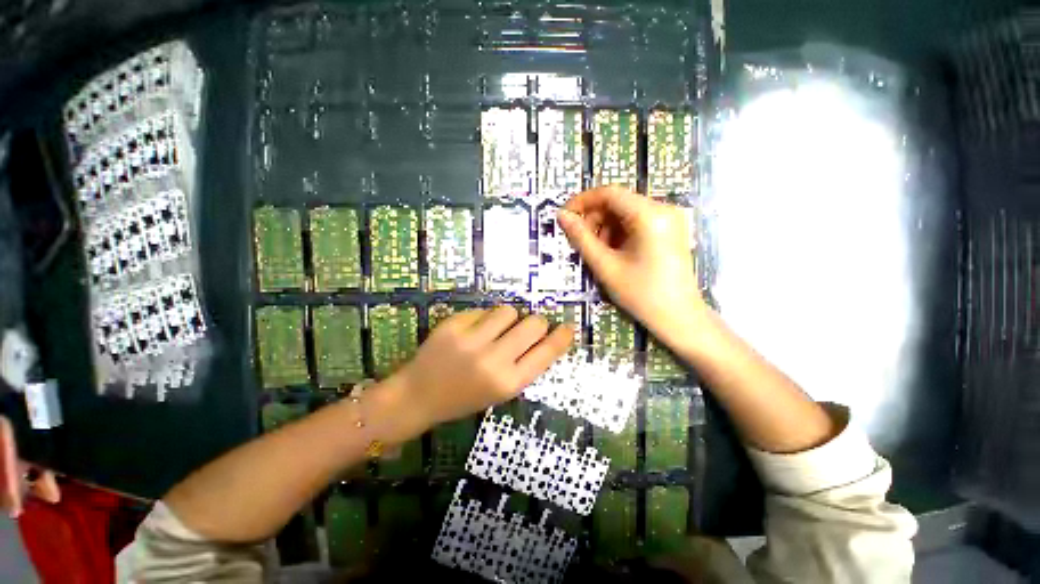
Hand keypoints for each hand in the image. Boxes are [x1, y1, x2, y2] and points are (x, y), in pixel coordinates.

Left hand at [391, 306, 573, 428]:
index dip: (561, 338)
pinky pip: (484, 310)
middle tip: (528, 327)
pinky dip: (484, 318)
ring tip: (496, 329)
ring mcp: (471, 341)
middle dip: (536, 323)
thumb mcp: (501, 391)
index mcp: (508, 383)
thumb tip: (545, 336)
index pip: (546, 353)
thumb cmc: (465, 397)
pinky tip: (473, 331)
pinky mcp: (454, 326)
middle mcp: (493, 361)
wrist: (418, 396)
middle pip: (533, 323)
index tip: (568, 328)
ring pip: (509, 310)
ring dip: (509, 318)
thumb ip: (524, 364)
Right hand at [557, 186, 704, 344]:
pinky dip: (619, 233)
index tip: (564, 217)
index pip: (609, 193)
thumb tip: (561, 216)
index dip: (582, 201)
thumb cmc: (641, 294)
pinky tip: (614, 252)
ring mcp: (669, 218)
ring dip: (606, 227)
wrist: (680, 318)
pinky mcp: (670, 229)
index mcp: (649, 215)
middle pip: (618, 202)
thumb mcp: (605, 266)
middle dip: (594, 218)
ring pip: (626, 212)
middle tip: (580, 241)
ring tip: (599, 252)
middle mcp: (663, 208)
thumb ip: (581, 238)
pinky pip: (637, 221)